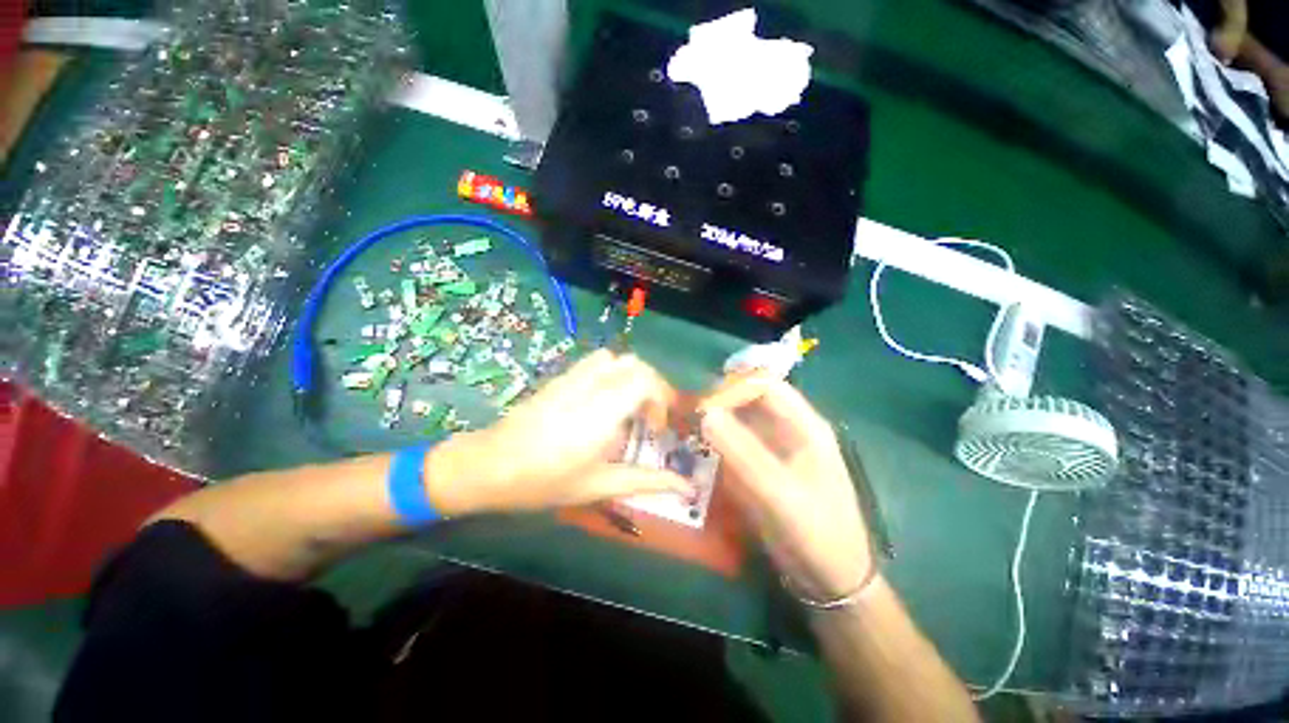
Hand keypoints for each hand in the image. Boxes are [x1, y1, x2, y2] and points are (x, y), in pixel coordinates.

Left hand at [426, 350, 692, 514]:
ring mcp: (572, 377)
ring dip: (632, 377)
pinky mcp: (560, 377)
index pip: (645, 380)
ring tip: (629, 407)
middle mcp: (589, 387)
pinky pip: (596, 362)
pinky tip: (604, 402)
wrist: (489, 466)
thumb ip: (646, 481)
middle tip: (649, 419)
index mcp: (601, 412)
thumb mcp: (599, 485)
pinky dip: (612, 373)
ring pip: (615, 358)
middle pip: (635, 364)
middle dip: (653, 387)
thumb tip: (687, 488)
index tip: (658, 427)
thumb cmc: (545, 482)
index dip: (662, 398)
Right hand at [699, 372, 871, 600]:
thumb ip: (742, 452)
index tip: (703, 403)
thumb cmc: (815, 532)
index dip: (735, 387)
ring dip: (717, 423)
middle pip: (751, 401)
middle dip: (721, 403)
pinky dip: (719, 443)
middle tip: (689, 417)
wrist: (832, 580)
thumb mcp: (779, 493)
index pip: (767, 386)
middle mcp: (789, 430)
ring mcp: (775, 449)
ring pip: (741, 421)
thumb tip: (706, 412)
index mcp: (805, 426)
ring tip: (688, 431)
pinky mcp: (764, 467)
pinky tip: (700, 451)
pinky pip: (737, 444)